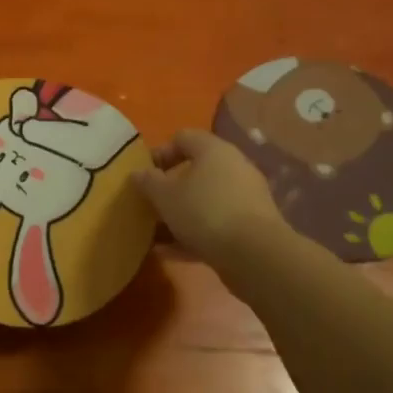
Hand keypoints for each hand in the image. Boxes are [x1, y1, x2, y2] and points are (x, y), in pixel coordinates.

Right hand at [131, 128, 284, 259]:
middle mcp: (233, 166)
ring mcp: (245, 197)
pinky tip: (171, 252)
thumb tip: (138, 173)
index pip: (182, 138)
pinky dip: (194, 234)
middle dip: (169, 189)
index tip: (144, 175)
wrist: (255, 254)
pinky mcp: (251, 226)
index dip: (159, 153)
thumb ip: (148, 181)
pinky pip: (216, 223)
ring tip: (155, 234)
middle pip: (195, 171)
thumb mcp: (165, 195)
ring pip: (204, 200)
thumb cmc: (204, 211)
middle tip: (150, 205)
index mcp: (213, 150)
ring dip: (180, 214)